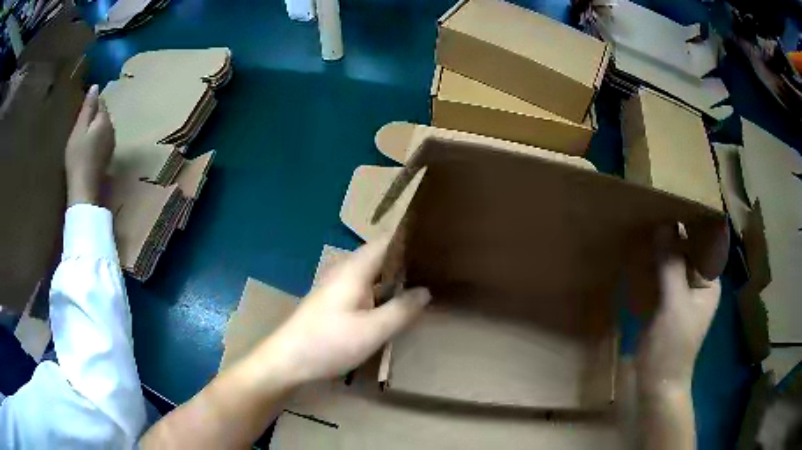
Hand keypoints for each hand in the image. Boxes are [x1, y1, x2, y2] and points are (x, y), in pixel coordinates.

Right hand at [65, 85, 114, 206]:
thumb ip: (88, 107)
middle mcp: (112, 129)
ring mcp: (111, 144)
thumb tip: (95, 86)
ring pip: (104, 127)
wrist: (84, 189)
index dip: (93, 101)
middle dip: (95, 113)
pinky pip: (102, 140)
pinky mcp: (107, 157)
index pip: (101, 102)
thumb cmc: (78, 157)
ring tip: (83, 131)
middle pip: (104, 115)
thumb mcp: (79, 128)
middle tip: (81, 117)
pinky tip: (88, 145)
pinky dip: (96, 138)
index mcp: (105, 119)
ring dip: (96, 126)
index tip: (83, 102)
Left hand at [266, 236, 430, 384]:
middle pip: (380, 257)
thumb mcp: (372, 331)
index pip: (386, 241)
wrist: (287, 361)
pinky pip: (365, 289)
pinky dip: (382, 292)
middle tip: (437, 267)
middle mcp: (346, 271)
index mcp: (354, 269)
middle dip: (407, 260)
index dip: (410, 239)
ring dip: (395, 278)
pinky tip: (396, 305)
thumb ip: (401, 310)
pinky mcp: (334, 303)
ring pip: (373, 275)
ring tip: (424, 282)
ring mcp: (338, 287)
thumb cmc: (328, 343)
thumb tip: (426, 290)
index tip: (436, 243)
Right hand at [634, 225, 721, 395]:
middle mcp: (696, 282)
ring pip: (671, 261)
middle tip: (652, 210)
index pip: (703, 243)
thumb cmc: (673, 347)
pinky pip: (658, 275)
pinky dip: (650, 264)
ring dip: (659, 247)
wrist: (656, 383)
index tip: (672, 203)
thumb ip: (670, 267)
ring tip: (642, 224)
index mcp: (708, 281)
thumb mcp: (674, 306)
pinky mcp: (663, 301)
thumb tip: (663, 226)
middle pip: (686, 249)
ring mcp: (679, 292)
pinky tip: (637, 252)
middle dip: (672, 233)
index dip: (691, 223)